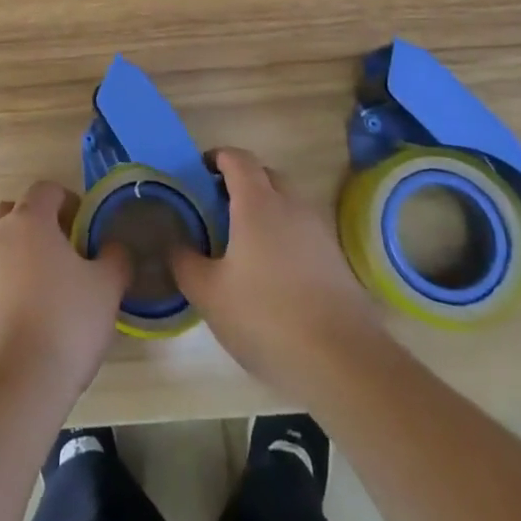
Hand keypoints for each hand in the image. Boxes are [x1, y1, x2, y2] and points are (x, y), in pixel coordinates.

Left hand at [0, 182, 130, 408]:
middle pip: (16, 212)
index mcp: (28, 221)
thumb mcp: (107, 289)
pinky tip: (29, 321)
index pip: (46, 189)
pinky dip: (7, 288)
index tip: (87, 227)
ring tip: (49, 292)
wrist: (12, 387)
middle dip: (40, 224)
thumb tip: (113, 248)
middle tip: (66, 253)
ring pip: (0, 247)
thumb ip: (115, 258)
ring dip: (21, 257)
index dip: (69, 200)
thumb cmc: (65, 325)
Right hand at [172, 147, 386, 406]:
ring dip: (264, 210)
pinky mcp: (336, 260)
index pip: (237, 158)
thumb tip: (175, 243)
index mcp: (258, 203)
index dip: (216, 157)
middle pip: (265, 175)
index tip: (199, 171)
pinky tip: (271, 273)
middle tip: (216, 207)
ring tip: (241, 242)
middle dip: (240, 182)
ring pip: (287, 204)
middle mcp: (291, 206)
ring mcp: (319, 232)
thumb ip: (185, 262)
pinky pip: (302, 231)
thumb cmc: (267, 317)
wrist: (345, 363)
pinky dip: (283, 236)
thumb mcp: (209, 294)